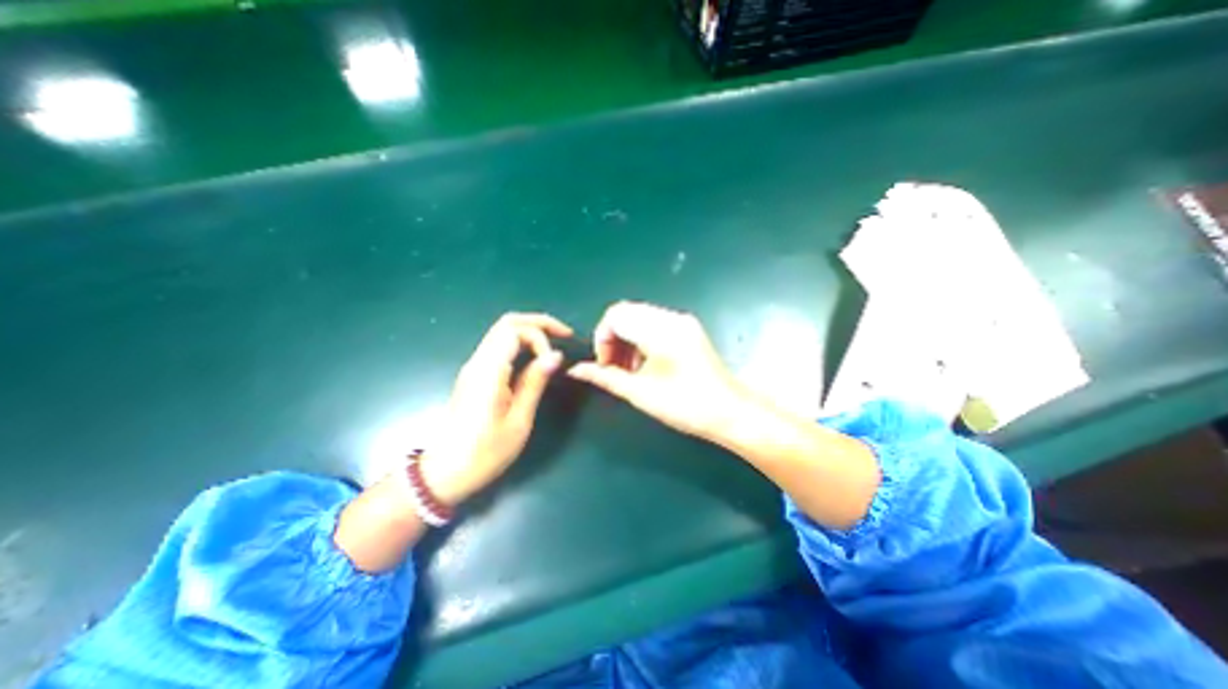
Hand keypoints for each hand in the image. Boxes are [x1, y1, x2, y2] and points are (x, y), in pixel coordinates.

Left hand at [419, 312, 574, 505]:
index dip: (539, 336)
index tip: (553, 361)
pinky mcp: (475, 375)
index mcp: (488, 371)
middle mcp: (478, 362)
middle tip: (565, 334)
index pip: (513, 330)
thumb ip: (535, 382)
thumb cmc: (485, 452)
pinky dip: (522, 343)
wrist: (445, 472)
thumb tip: (555, 356)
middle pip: (507, 323)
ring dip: (531, 331)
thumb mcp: (519, 420)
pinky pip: (500, 346)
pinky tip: (536, 357)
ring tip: (554, 343)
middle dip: (539, 323)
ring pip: (502, 331)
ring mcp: (474, 367)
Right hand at [566, 301, 748, 441]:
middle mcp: (671, 317)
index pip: (616, 315)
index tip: (605, 365)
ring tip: (630, 369)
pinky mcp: (688, 329)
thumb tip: (576, 370)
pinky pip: (655, 323)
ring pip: (640, 316)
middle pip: (627, 312)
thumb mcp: (640, 393)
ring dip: (627, 338)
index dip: (602, 338)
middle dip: (613, 337)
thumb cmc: (685, 405)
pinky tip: (646, 363)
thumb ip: (605, 377)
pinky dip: (642, 339)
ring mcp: (682, 321)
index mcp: (659, 330)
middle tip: (614, 367)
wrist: (731, 412)